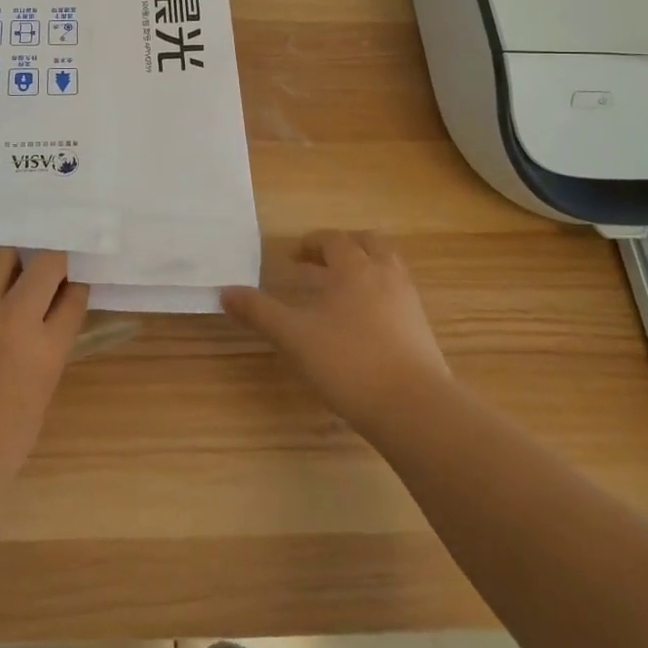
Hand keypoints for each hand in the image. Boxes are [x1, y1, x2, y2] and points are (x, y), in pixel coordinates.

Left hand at [0, 248, 88, 517]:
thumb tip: (49, 311)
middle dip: (46, 266)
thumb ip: (50, 346)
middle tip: (35, 281)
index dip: (71, 287)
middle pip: (46, 260)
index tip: (65, 288)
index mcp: (47, 348)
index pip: (74, 293)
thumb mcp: (41, 392)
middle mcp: (13, 318)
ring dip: (3, 271)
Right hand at [221, 231, 450, 436]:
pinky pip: (398, 294)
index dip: (311, 243)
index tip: (293, 256)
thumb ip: (259, 312)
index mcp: (354, 267)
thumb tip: (225, 291)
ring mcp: (408, 301)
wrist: (414, 407)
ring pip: (388, 266)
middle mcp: (384, 274)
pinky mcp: (422, 328)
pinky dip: (379, 293)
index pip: (333, 239)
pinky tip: (364, 321)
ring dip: (366, 267)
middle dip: (345, 246)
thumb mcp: (293, 337)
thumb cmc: (348, 362)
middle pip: (369, 242)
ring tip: (343, 288)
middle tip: (322, 262)